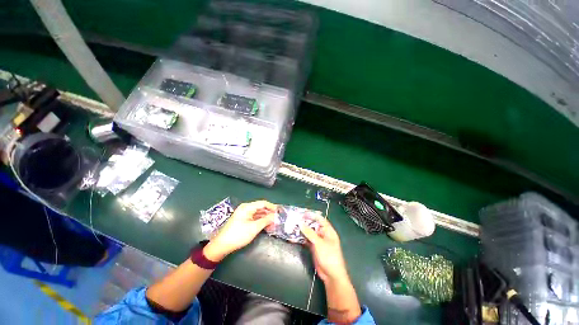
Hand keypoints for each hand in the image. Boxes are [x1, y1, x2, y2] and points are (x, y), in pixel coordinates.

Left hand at [204, 200, 275, 261]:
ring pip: (258, 214)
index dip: (272, 207)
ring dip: (266, 218)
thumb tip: (275, 216)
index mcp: (247, 207)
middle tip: (278, 220)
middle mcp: (246, 208)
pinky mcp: (243, 220)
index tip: (279, 212)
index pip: (263, 203)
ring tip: (273, 224)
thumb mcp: (254, 228)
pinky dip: (261, 221)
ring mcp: (244, 214)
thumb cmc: (238, 235)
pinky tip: (266, 226)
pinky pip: (255, 218)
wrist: (221, 245)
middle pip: (261, 208)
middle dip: (270, 214)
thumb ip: (266, 220)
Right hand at [299, 216, 348, 283]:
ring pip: (309, 233)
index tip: (302, 214)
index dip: (312, 215)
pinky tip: (294, 237)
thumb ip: (310, 233)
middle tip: (295, 220)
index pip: (320, 219)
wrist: (331, 275)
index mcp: (328, 231)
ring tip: (292, 227)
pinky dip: (301, 238)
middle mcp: (323, 234)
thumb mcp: (319, 243)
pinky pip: (307, 240)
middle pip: (313, 225)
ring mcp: (318, 241)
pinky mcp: (314, 248)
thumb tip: (300, 223)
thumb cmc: (329, 256)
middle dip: (305, 223)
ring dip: (302, 231)